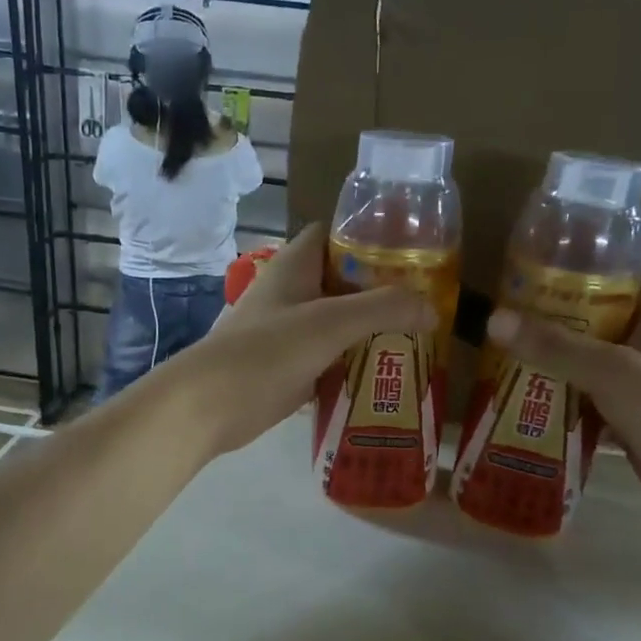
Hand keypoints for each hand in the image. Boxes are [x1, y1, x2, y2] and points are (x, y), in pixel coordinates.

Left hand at [171, 224, 432, 457]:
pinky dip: (353, 362)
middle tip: (424, 303)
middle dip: (380, 289)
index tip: (410, 251)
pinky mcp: (286, 367)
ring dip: (369, 330)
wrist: (208, 406)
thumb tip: (432, 308)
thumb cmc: (266, 352)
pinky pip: (328, 357)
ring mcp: (286, 332)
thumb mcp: (330, 323)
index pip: (333, 234)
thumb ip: (383, 309)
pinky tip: (384, 375)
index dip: (368, 236)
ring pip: (336, 322)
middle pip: (342, 280)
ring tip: (416, 338)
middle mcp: (290, 293)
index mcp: (294, 267)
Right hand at [486, 291, 640, 532]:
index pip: (618, 287)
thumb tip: (494, 319)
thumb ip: (554, 347)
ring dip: (557, 372)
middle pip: (599, 331)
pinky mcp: (636, 425)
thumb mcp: (609, 371)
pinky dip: (567, 409)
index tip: (533, 282)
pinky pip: (593, 408)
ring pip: (593, 372)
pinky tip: (530, 409)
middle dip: (556, 331)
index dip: (579, 281)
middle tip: (508, 328)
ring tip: (507, 365)